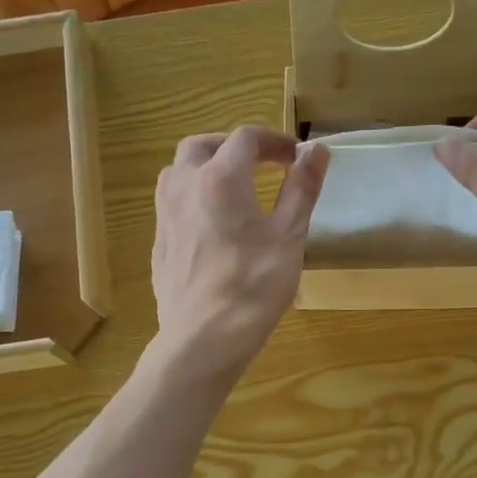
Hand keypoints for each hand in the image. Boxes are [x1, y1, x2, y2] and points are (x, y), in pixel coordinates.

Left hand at [151, 125, 327, 379]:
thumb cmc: (253, 286)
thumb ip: (302, 188)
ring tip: (232, 189)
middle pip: (202, 145)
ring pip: (178, 172)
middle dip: (232, 146)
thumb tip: (317, 149)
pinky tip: (211, 226)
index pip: (246, 138)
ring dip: (205, 168)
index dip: (274, 141)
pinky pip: (173, 205)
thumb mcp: (289, 236)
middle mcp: (184, 186)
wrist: (204, 339)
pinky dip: (193, 198)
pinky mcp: (158, 243)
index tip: (296, 157)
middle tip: (259, 163)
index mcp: (220, 177)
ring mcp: (165, 216)